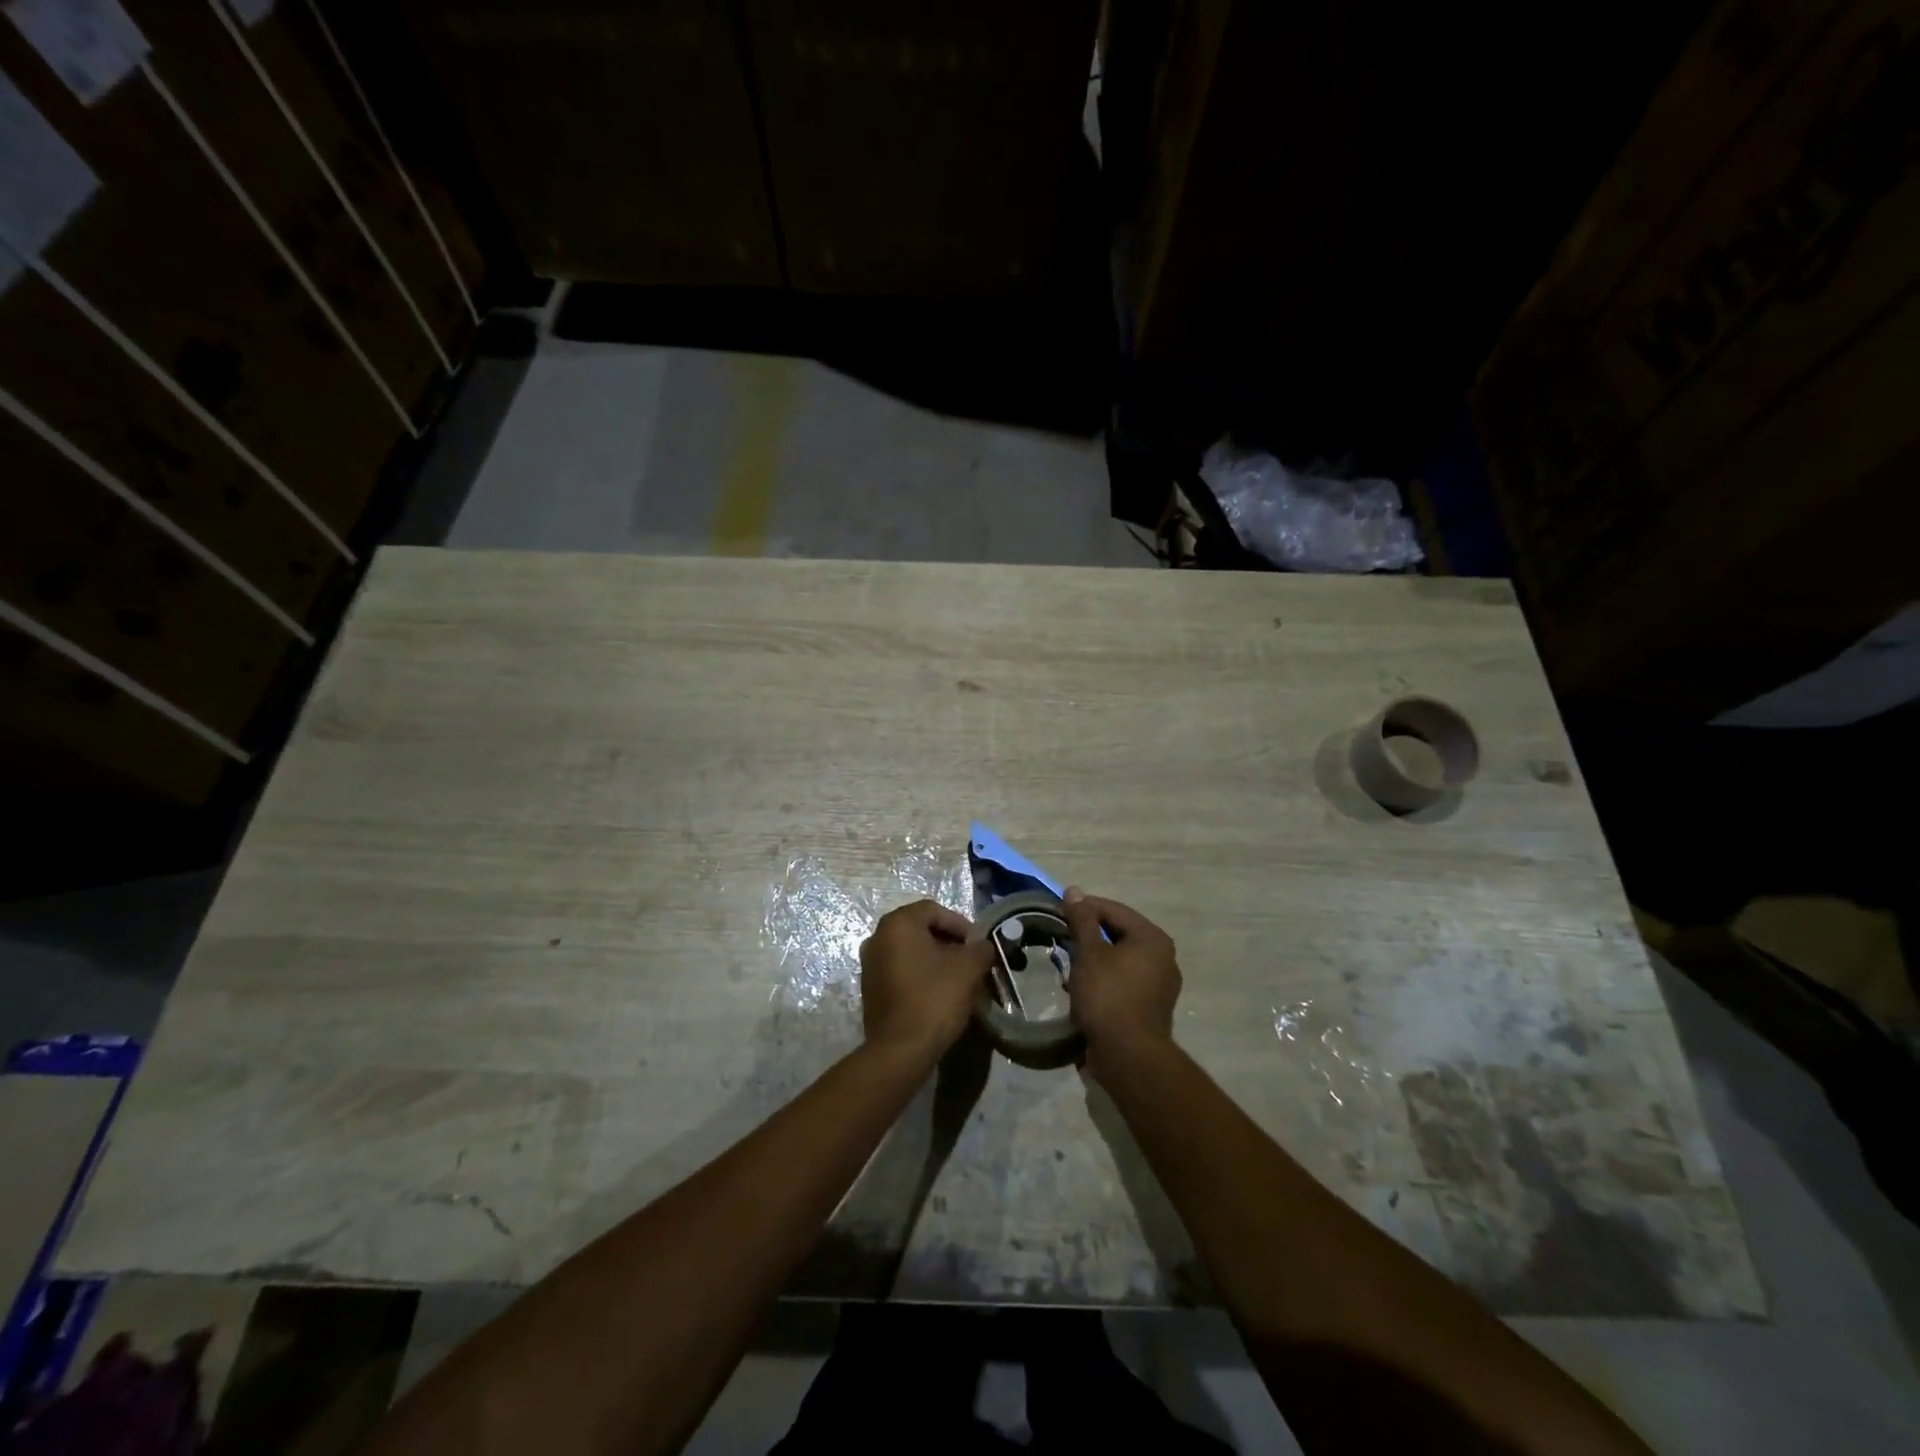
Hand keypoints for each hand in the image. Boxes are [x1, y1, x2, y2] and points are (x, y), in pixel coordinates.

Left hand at [859, 901, 995, 1063]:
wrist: (900, 1050)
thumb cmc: (934, 999)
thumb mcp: (968, 969)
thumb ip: (980, 949)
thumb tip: (983, 945)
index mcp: (898, 923)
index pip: (934, 910)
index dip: (960, 924)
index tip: (977, 945)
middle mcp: (877, 937)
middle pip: (920, 928)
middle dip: (948, 941)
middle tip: (970, 960)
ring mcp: (869, 963)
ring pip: (910, 950)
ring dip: (934, 958)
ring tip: (957, 978)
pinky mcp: (869, 988)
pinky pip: (899, 970)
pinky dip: (919, 974)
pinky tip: (937, 992)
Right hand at [1059, 887, 1180, 1076]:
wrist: (1128, 1057)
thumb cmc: (1108, 996)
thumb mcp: (1089, 953)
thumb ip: (1082, 919)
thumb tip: (1074, 890)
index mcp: (1152, 938)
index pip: (1113, 910)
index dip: (1084, 908)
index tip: (1057, 912)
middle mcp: (1163, 958)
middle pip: (1118, 934)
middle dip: (1087, 936)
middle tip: (1060, 939)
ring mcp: (1159, 985)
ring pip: (1119, 960)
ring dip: (1092, 960)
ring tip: (1066, 965)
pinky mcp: (1150, 1008)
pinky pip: (1123, 982)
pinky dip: (1102, 980)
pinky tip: (1080, 989)